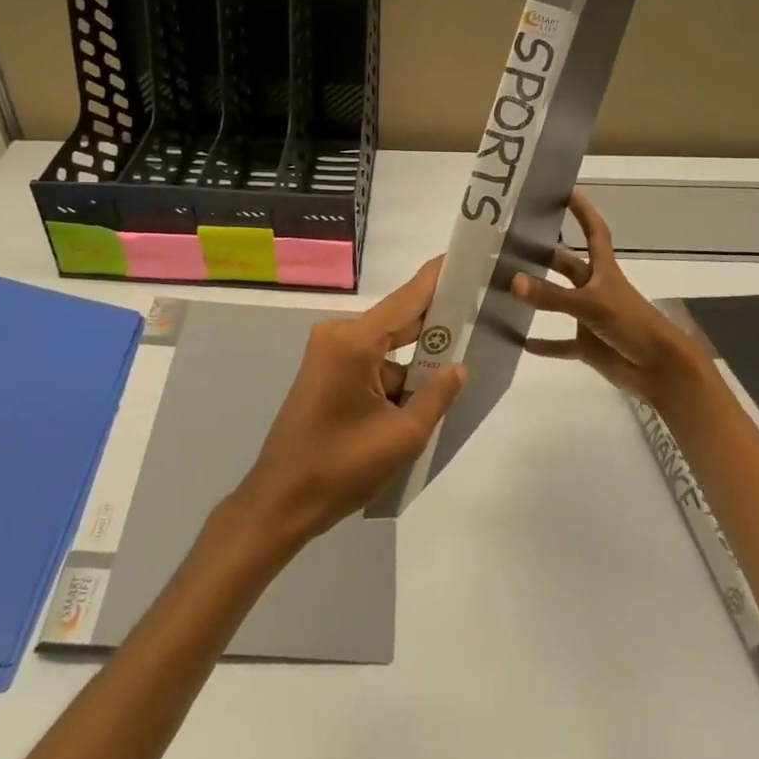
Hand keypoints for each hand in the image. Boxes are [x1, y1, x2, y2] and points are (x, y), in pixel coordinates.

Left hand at [233, 258, 466, 547]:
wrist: (281, 501)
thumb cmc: (340, 469)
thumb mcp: (402, 436)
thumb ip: (437, 395)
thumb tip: (459, 366)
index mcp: (354, 341)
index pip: (407, 298)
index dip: (438, 278)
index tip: (466, 257)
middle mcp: (339, 334)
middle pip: (398, 319)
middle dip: (435, 319)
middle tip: (477, 309)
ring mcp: (329, 351)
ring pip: (387, 344)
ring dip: (416, 356)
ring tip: (459, 359)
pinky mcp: (325, 370)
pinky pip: (371, 360)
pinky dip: (396, 372)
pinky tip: (424, 390)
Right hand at [514, 189, 708, 406]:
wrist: (660, 370)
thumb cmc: (632, 325)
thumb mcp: (590, 304)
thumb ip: (551, 295)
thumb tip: (513, 281)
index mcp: (604, 271)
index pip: (594, 232)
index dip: (583, 211)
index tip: (566, 191)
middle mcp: (596, 289)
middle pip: (569, 265)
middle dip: (546, 254)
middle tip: (514, 242)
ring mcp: (591, 317)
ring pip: (560, 302)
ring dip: (539, 296)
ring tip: (507, 285)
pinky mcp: (588, 345)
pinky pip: (560, 343)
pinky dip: (543, 343)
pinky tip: (518, 340)